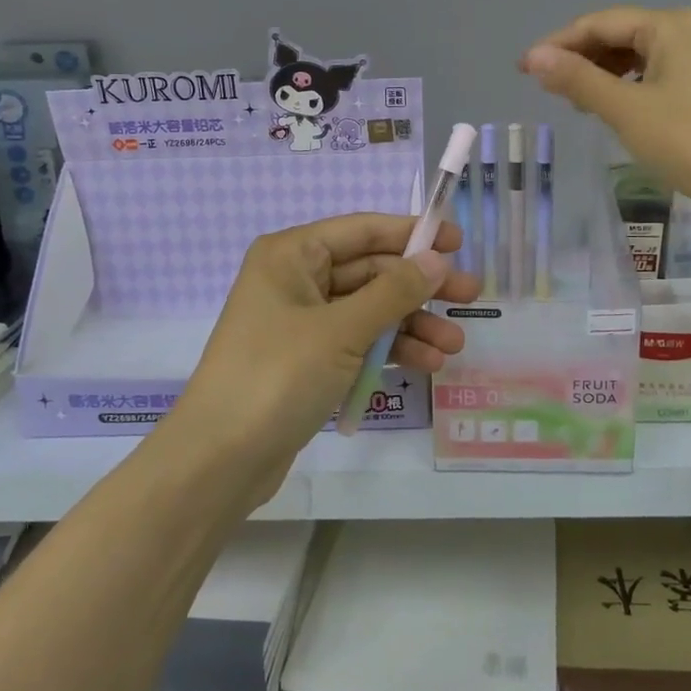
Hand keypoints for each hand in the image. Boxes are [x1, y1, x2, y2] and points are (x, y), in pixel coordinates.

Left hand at [163, 214, 481, 503]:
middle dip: (419, 288)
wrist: (219, 460)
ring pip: (369, 310)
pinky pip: (358, 341)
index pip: (362, 230)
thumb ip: (394, 292)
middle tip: (471, 296)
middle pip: (370, 271)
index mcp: (292, 255)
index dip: (412, 233)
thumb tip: (438, 259)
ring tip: (454, 346)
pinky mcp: (307, 360)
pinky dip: (389, 350)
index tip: (458, 241)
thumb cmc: (277, 376)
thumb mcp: (342, 330)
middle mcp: (295, 280)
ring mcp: (301, 322)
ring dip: (411, 324)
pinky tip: (426, 363)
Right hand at [520, 6, 690, 212]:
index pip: (598, 23)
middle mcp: (682, 32)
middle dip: (577, 58)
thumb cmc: (685, 140)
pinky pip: (646, 75)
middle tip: (544, 87)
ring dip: (597, 73)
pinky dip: (620, 86)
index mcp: (667, 26)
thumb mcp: (624, 108)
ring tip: (570, 99)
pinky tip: (604, 107)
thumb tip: (533, 58)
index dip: (557, 44)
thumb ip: (577, 79)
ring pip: (631, 56)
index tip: (523, 69)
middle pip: (615, 34)